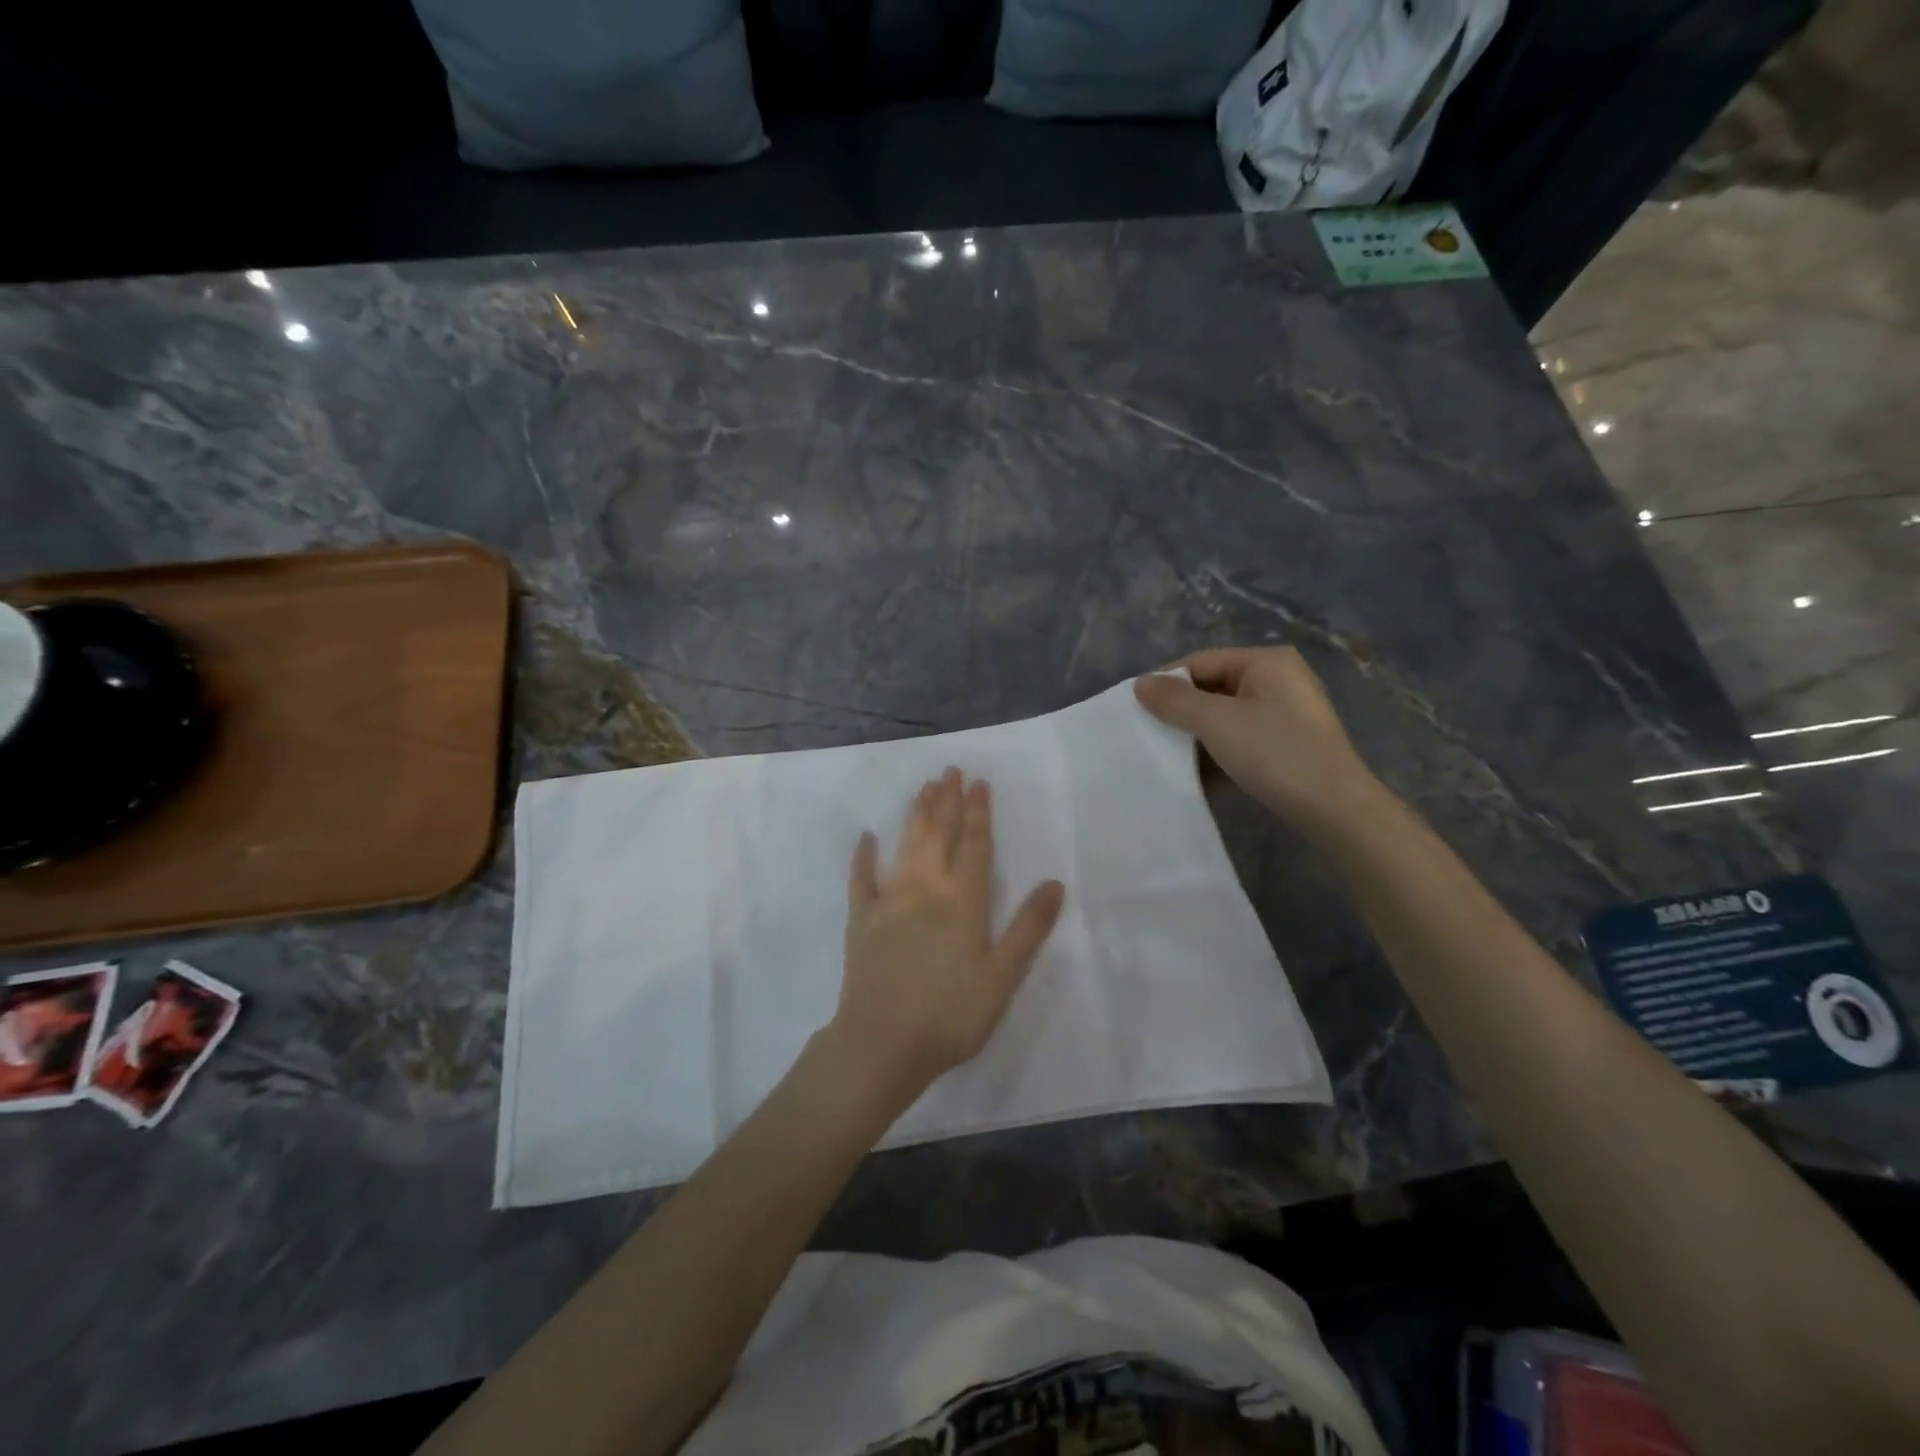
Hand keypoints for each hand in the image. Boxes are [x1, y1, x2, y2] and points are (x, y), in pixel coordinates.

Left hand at [829, 769, 1065, 1100]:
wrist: (882, 1043)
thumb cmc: (950, 1014)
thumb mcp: (1002, 977)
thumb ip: (1028, 928)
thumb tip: (1053, 882)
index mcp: (961, 901)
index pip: (974, 845)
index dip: (979, 813)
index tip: (980, 783)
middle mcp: (924, 888)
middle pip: (938, 835)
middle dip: (947, 801)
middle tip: (951, 770)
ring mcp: (888, 900)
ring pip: (905, 845)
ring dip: (916, 814)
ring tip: (925, 787)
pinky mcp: (860, 919)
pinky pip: (861, 879)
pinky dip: (863, 856)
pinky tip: (866, 837)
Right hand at [1134, 647, 1383, 833]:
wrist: (1334, 808)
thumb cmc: (1274, 752)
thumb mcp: (1216, 722)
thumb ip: (1174, 701)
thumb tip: (1140, 683)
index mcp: (1265, 661)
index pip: (1200, 662)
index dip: (1166, 683)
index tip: (1137, 710)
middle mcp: (1279, 679)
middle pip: (1213, 687)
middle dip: (1181, 711)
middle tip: (1149, 734)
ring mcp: (1287, 712)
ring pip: (1226, 715)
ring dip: (1197, 734)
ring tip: (1169, 756)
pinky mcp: (1289, 742)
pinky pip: (1242, 737)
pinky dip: (1219, 750)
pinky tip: (1199, 773)